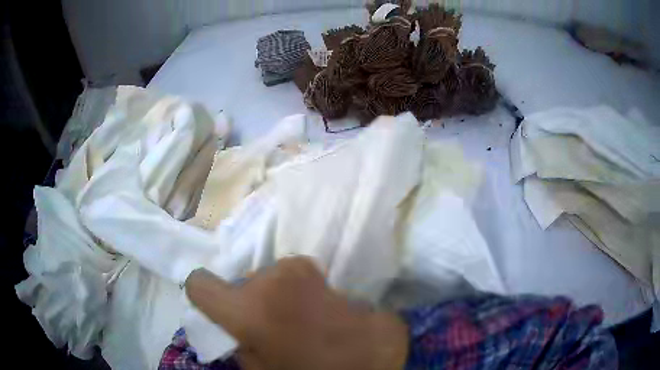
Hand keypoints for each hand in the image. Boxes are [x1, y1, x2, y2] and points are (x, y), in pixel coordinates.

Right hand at [186, 257, 408, 369]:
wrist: (377, 360)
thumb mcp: (260, 368)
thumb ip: (238, 341)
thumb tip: (232, 323)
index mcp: (247, 309)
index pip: (199, 283)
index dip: (202, 293)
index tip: (212, 303)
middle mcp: (270, 278)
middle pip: (244, 282)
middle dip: (253, 299)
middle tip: (273, 323)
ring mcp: (303, 269)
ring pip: (273, 278)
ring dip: (279, 294)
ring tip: (301, 319)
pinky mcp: (327, 268)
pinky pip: (300, 278)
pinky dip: (302, 291)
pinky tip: (319, 310)